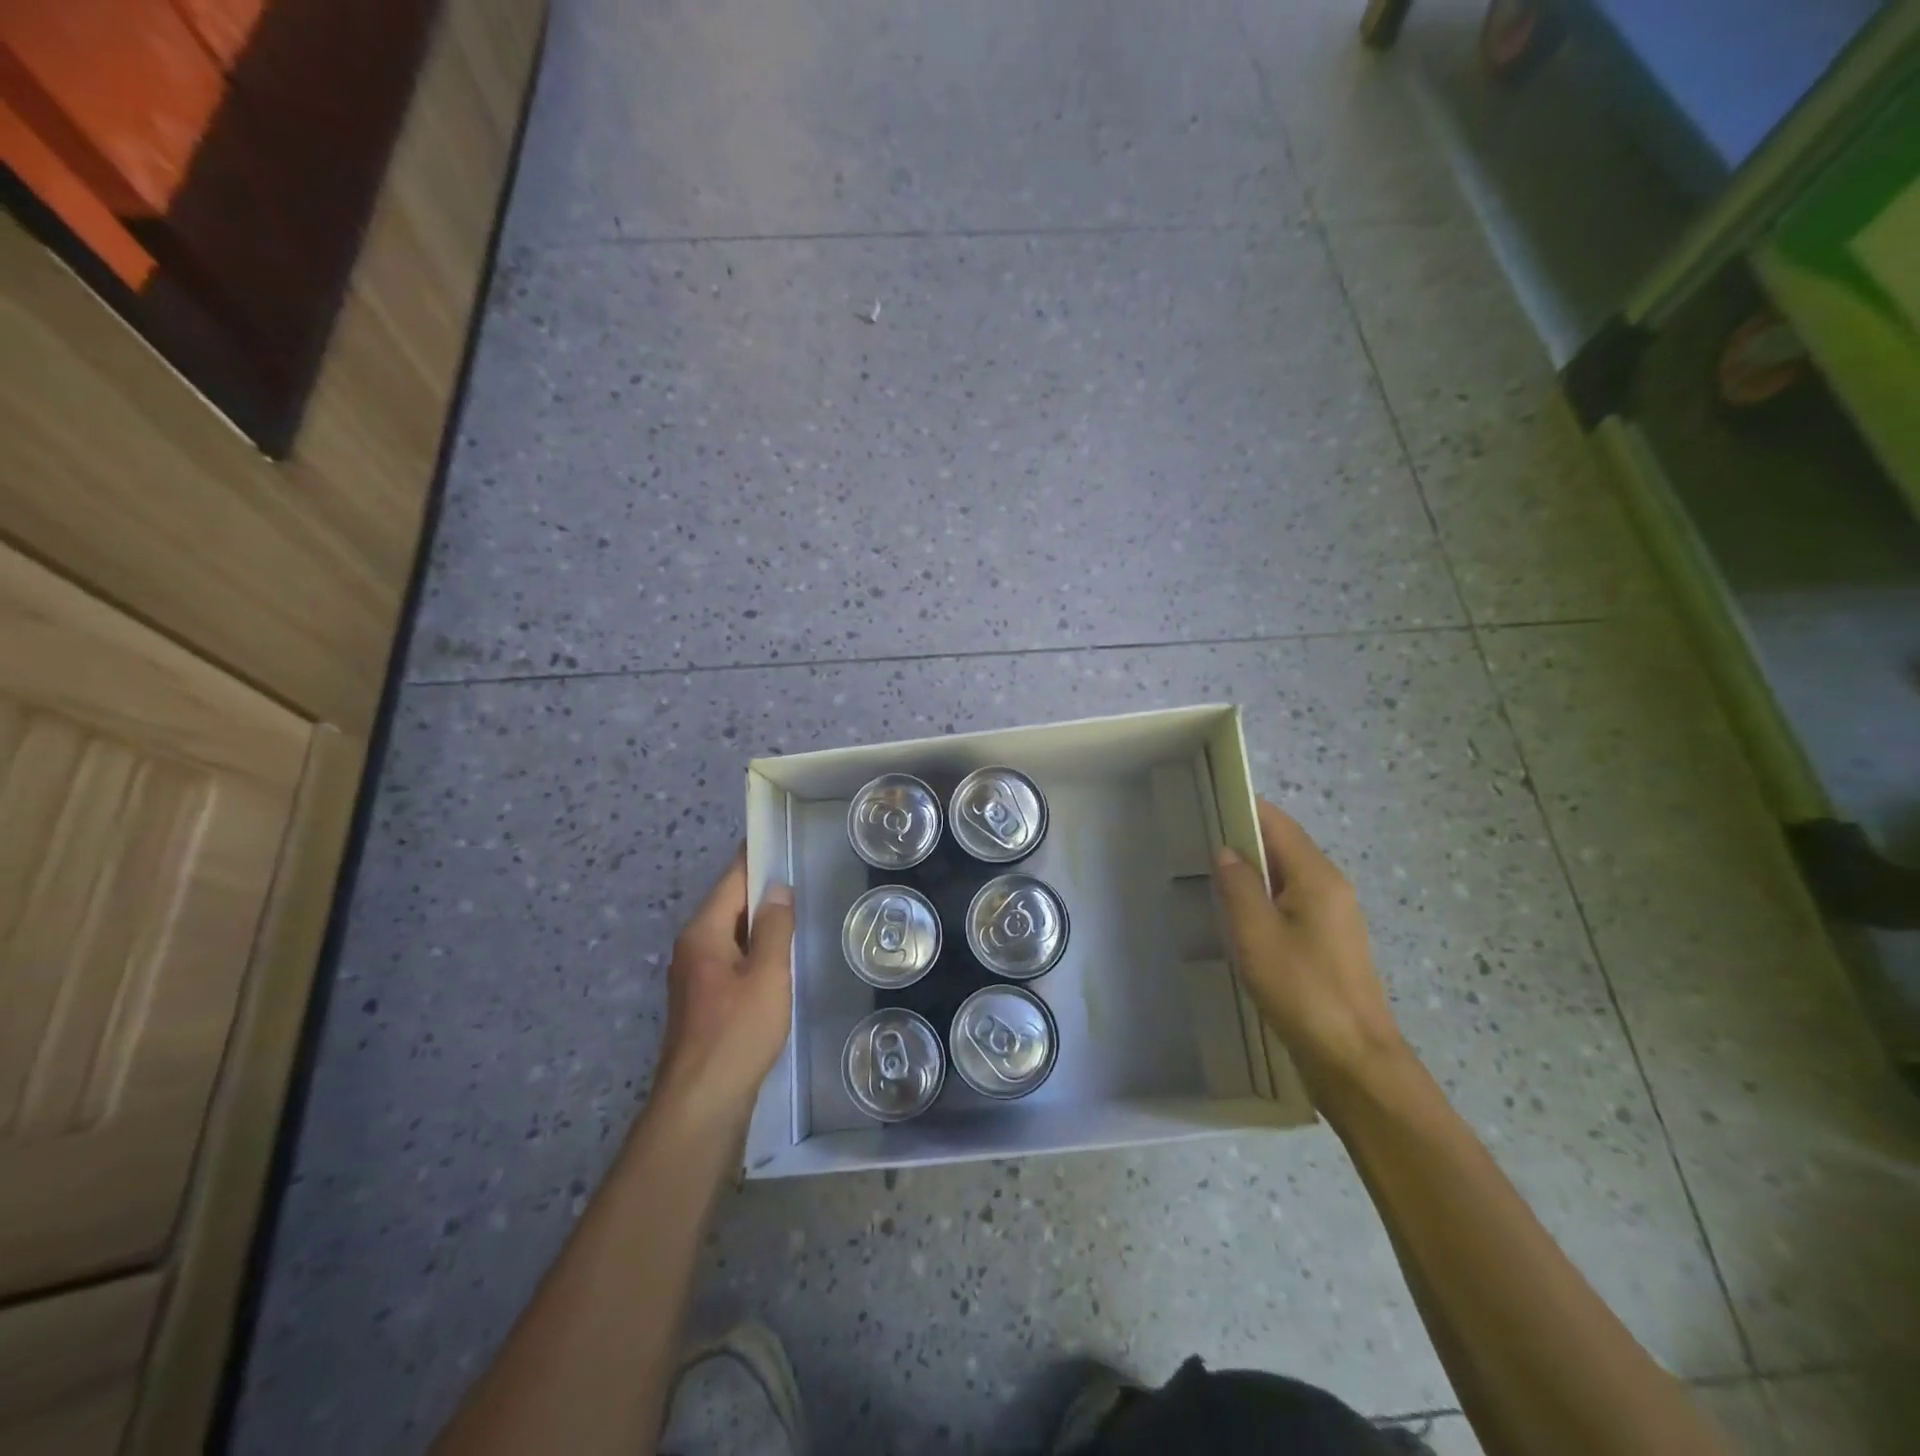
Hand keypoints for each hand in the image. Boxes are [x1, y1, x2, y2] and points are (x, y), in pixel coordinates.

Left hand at [651, 851, 794, 1129]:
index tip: (783, 838)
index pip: (732, 880)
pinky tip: (781, 960)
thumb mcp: (768, 975)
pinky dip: (756, 951)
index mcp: (703, 933)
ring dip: (762, 924)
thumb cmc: (738, 1033)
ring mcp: (695, 977)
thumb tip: (778, 888)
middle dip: (764, 891)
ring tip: (800, 913)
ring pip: (732, 935)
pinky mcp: (704, 1002)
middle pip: (730, 905)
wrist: (702, 1105)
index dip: (757, 858)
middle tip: (805, 876)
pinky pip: (733, 960)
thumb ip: (776, 928)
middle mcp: (692, 948)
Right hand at [1212, 798, 1409, 1104]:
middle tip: (1195, 845)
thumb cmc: (1302, 990)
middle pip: (1283, 846)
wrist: (1353, 1060)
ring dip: (1251, 873)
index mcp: (1317, 877)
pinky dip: (1263, 899)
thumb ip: (1239, 885)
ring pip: (1286, 877)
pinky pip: (1291, 903)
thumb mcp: (1256, 934)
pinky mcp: (1329, 943)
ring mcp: (1334, 917)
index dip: (1242, 808)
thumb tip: (1226, 850)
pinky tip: (1238, 919)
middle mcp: (1331, 887)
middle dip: (1242, 841)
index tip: (1203, 807)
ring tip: (1209, 879)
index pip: (1277, 822)